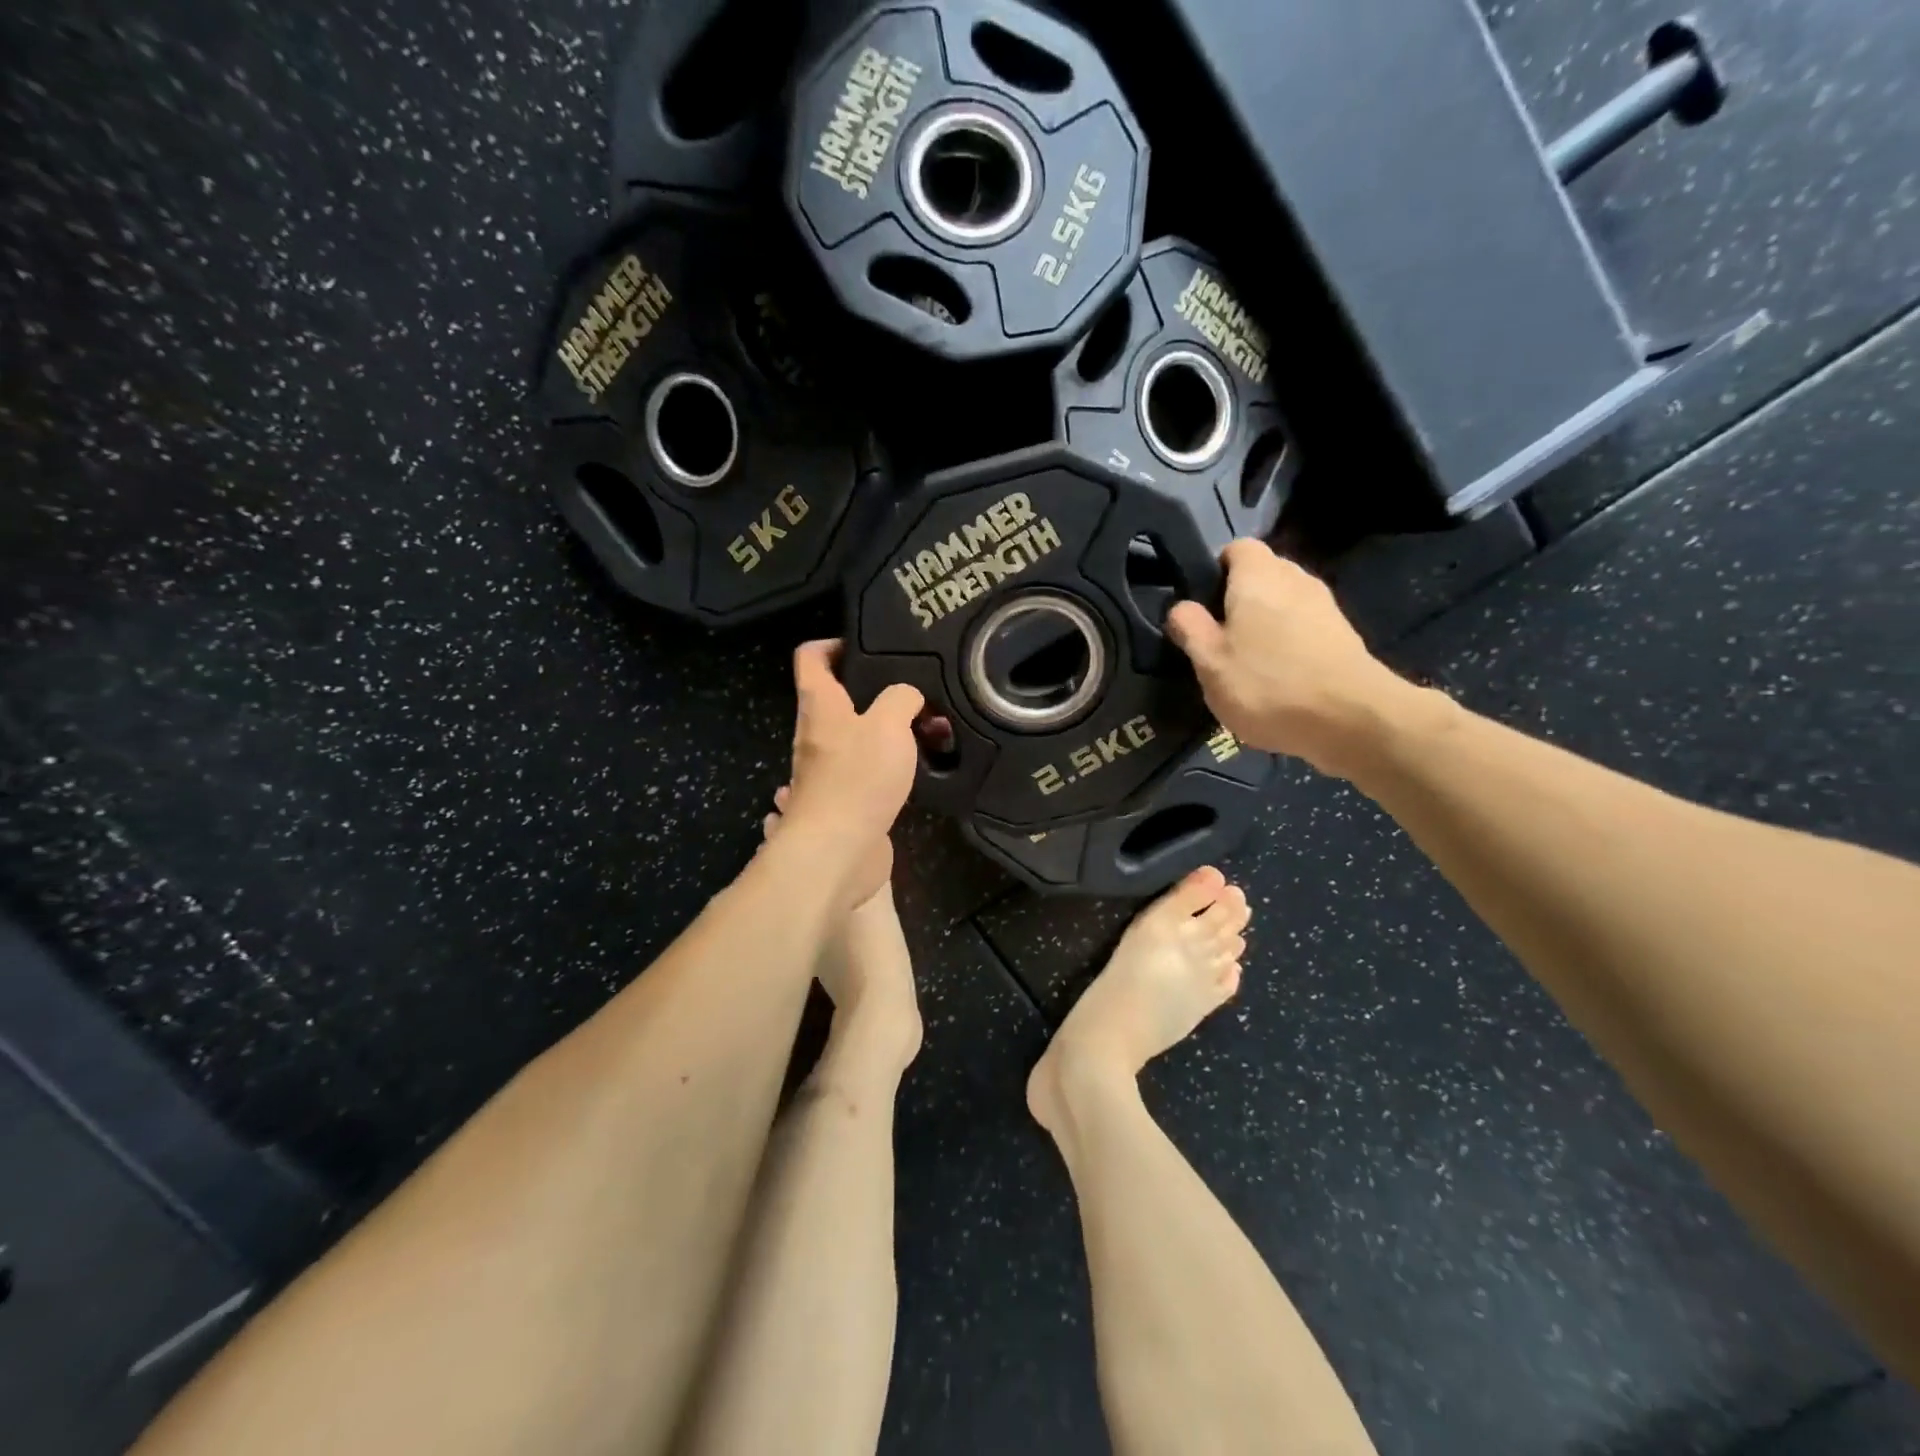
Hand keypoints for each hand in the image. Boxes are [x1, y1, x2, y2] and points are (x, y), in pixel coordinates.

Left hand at [780, 640, 923, 906]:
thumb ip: (901, 698)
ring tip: (928, 730)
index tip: (868, 646)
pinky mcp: (844, 800)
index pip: (811, 657)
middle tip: (916, 692)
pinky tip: (917, 768)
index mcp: (819, 705)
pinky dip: (890, 765)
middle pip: (838, 697)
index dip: (834, 643)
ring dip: (888, 731)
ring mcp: (827, 770)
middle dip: (876, 691)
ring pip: (856, 736)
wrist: (836, 852)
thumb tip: (907, 696)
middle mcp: (816, 734)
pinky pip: (866, 770)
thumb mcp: (889, 723)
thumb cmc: (857, 778)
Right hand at [1165, 540, 1424, 777]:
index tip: (1202, 606)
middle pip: (1262, 575)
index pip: (1236, 548)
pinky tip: (1280, 681)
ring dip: (1265, 625)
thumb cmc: (1267, 684)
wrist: (1350, 720)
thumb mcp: (1209, 662)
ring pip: (1284, 603)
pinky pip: (1304, 628)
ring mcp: (1325, 606)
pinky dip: (1289, 645)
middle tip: (1220, 640)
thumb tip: (1181, 607)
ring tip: (1249, 665)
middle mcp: (1295, 578)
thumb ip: (1190, 628)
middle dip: (1239, 600)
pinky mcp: (1343, 636)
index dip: (1215, 571)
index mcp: (1258, 576)